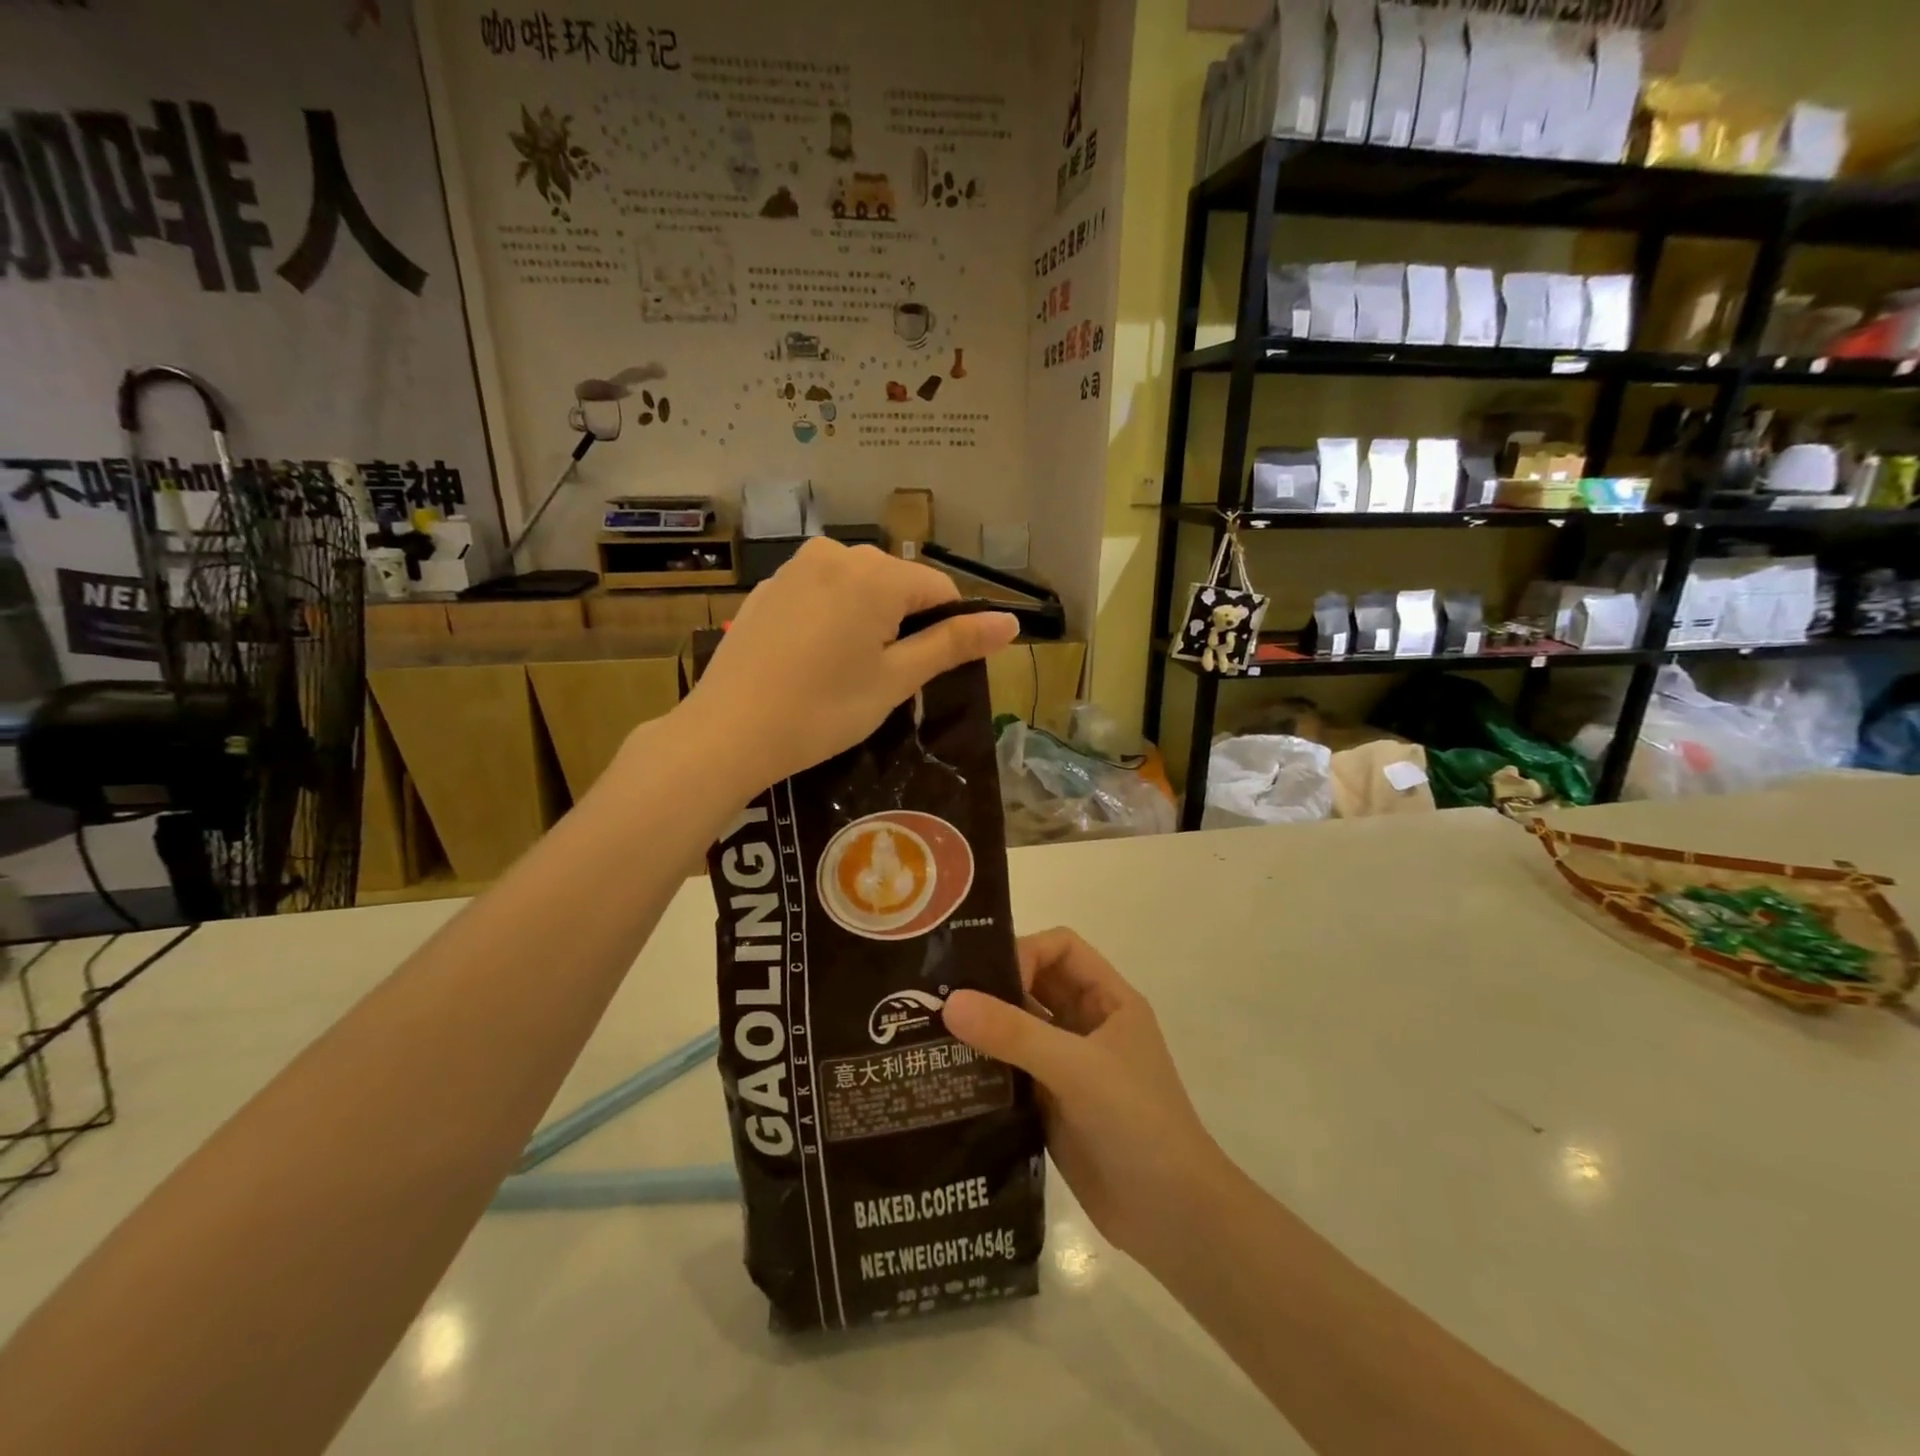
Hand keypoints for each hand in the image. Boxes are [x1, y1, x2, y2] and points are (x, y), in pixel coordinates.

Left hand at [680, 538, 1018, 790]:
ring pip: (858, 587)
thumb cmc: (823, 710)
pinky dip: (832, 618)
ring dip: (869, 620)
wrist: (728, 732)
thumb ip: (953, 644)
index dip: (947, 630)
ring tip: (846, 671)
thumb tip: (1011, 622)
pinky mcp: (768, 587)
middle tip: (883, 679)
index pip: (940, 590)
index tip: (928, 672)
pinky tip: (812, 660)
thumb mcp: (896, 680)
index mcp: (876, 573)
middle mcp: (837, 554)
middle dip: (904, 624)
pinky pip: (821, 593)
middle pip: (898, 584)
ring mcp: (796, 567)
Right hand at [942, 929, 1227, 1264]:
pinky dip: (984, 1068)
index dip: (1025, 952)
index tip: (986, 980)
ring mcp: (1068, 1066)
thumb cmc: (1138, 1123)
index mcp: (1108, 1000)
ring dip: (984, 1029)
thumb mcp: (1077, 1069)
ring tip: (931, 1033)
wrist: (1173, 1219)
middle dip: (993, 986)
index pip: (1061, 948)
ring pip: (1018, 1029)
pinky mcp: (1051, 1104)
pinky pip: (1011, 1071)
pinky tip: (949, 1075)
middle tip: (938, 996)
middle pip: (1034, 985)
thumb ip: (1015, 1033)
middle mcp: (1087, 1024)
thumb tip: (950, 1001)